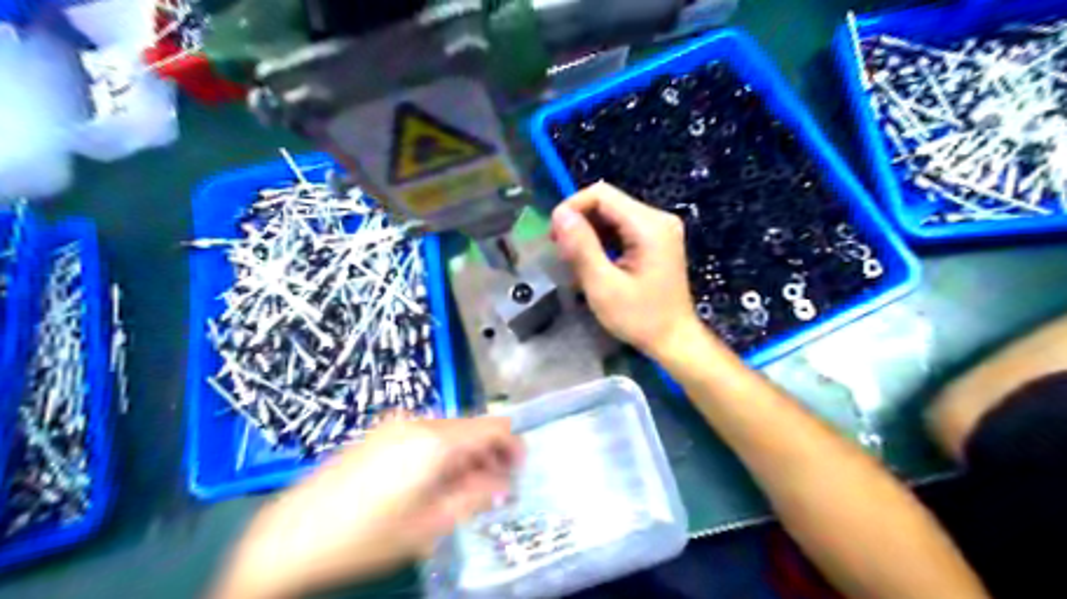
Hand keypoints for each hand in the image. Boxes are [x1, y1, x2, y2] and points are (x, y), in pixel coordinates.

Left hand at [211, 416, 521, 597]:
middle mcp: (419, 421)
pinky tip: (431, 482)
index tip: (518, 470)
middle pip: (472, 427)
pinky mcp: (381, 430)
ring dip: (465, 455)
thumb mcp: (430, 525)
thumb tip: (502, 483)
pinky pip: (426, 433)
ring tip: (461, 491)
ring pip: (450, 431)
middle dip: (488, 455)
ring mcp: (396, 423)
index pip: (493, 426)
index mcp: (435, 440)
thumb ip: (476, 497)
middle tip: (492, 489)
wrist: (292, 534)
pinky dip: (441, 452)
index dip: (513, 446)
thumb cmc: (366, 536)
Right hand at [556, 181, 705, 361]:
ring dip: (588, 231)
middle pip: (607, 202)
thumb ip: (581, 247)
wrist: (674, 340)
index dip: (572, 208)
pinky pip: (622, 227)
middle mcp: (658, 218)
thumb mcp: (603, 286)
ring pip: (612, 214)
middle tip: (562, 253)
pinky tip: (594, 261)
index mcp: (649, 225)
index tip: (554, 236)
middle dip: (579, 222)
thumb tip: (560, 214)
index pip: (601, 194)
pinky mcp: (657, 239)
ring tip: (574, 260)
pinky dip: (603, 239)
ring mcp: (660, 228)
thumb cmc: (640, 318)